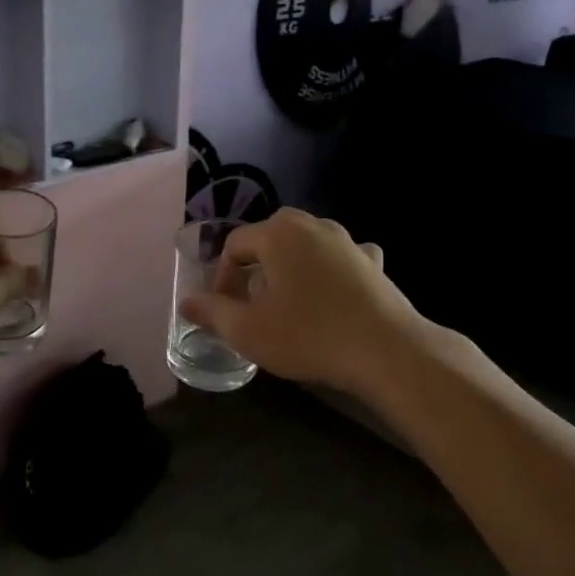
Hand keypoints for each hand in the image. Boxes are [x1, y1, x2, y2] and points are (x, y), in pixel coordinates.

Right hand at [181, 209, 432, 399]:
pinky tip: (333, 296)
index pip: (235, 245)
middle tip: (253, 306)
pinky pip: (341, 259)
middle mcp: (312, 224)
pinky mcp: (373, 262)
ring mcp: (347, 240)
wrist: (387, 350)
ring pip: (305, 247)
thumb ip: (212, 312)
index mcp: (278, 232)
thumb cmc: (309, 335)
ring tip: (289, 305)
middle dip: (255, 270)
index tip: (225, 309)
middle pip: (270, 240)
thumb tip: (187, 302)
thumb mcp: (248, 331)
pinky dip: (330, 272)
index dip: (222, 277)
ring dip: (291, 270)